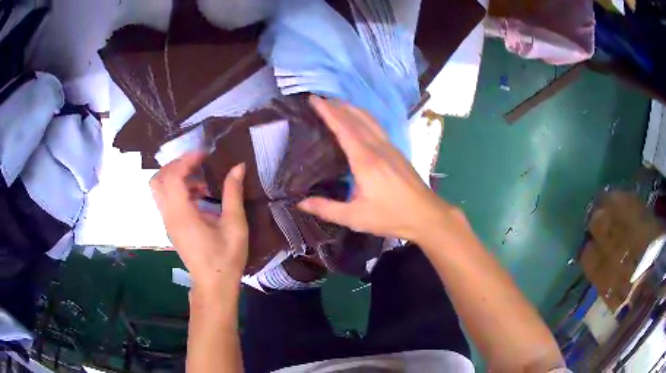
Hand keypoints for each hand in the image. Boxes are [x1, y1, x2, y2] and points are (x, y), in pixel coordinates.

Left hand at [150, 153, 248, 291]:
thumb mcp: (234, 225)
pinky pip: (166, 200)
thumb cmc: (225, 258)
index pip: (172, 177)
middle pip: (158, 180)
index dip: (186, 160)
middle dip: (175, 165)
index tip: (205, 155)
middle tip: (197, 163)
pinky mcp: (171, 227)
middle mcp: (169, 216)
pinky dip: (178, 190)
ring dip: (176, 178)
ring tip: (201, 181)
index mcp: (182, 215)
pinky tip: (199, 197)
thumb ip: (233, 193)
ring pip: (159, 190)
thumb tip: (238, 167)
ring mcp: (168, 222)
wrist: (213, 285)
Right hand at [299, 96, 462, 241]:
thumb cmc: (391, 217)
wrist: (427, 215)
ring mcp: (390, 147)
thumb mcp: (356, 217)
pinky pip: (377, 126)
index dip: (328, 112)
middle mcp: (378, 148)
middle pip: (356, 118)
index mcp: (365, 160)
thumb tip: (300, 203)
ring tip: (337, 104)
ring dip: (352, 108)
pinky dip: (363, 117)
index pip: (343, 128)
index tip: (314, 100)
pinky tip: (360, 120)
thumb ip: (327, 209)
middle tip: (320, 99)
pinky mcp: (397, 151)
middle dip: (337, 106)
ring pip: (369, 119)